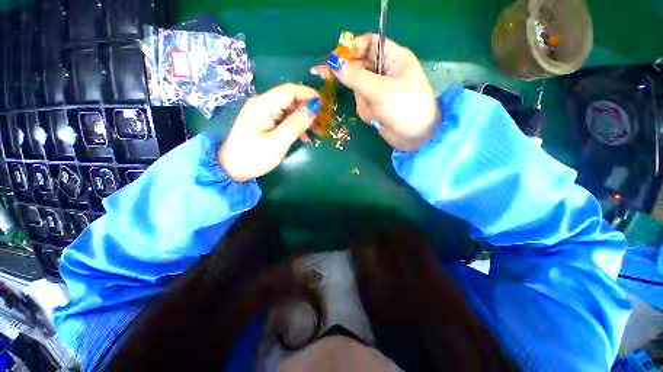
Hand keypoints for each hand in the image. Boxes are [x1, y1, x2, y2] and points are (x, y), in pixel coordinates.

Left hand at [218, 84, 320, 181]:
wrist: (232, 169)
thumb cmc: (255, 156)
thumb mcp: (278, 142)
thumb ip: (296, 124)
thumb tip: (314, 108)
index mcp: (263, 105)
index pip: (290, 91)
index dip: (309, 94)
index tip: (325, 104)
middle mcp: (262, 104)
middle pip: (290, 99)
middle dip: (308, 108)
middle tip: (323, 121)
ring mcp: (262, 113)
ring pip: (288, 109)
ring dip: (303, 118)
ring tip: (317, 131)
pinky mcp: (263, 122)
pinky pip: (283, 119)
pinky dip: (295, 125)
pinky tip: (304, 137)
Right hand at [313, 34, 439, 151]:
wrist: (416, 137)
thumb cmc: (404, 107)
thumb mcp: (380, 90)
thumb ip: (355, 77)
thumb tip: (333, 64)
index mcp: (394, 58)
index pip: (369, 44)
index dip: (350, 48)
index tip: (333, 57)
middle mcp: (386, 71)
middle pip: (359, 66)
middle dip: (348, 76)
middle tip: (321, 73)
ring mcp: (380, 90)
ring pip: (357, 89)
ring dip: (363, 101)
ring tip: (376, 111)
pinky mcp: (376, 105)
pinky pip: (362, 103)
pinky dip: (367, 111)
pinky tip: (377, 118)